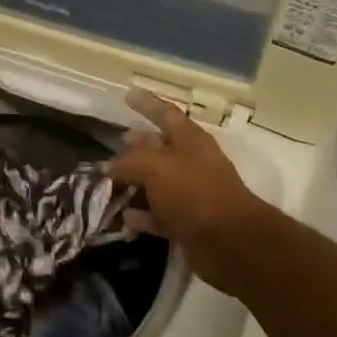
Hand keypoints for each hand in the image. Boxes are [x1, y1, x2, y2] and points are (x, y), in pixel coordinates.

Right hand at [108, 91, 269, 289]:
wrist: (228, 241)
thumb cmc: (193, 191)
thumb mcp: (154, 168)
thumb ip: (128, 163)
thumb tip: (108, 167)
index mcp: (191, 141)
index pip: (166, 114)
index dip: (147, 104)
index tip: (127, 95)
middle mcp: (192, 164)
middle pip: (161, 148)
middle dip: (139, 144)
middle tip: (116, 141)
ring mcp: (191, 195)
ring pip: (158, 184)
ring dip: (136, 183)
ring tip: (109, 182)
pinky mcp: (188, 224)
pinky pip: (159, 215)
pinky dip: (142, 216)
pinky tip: (124, 217)